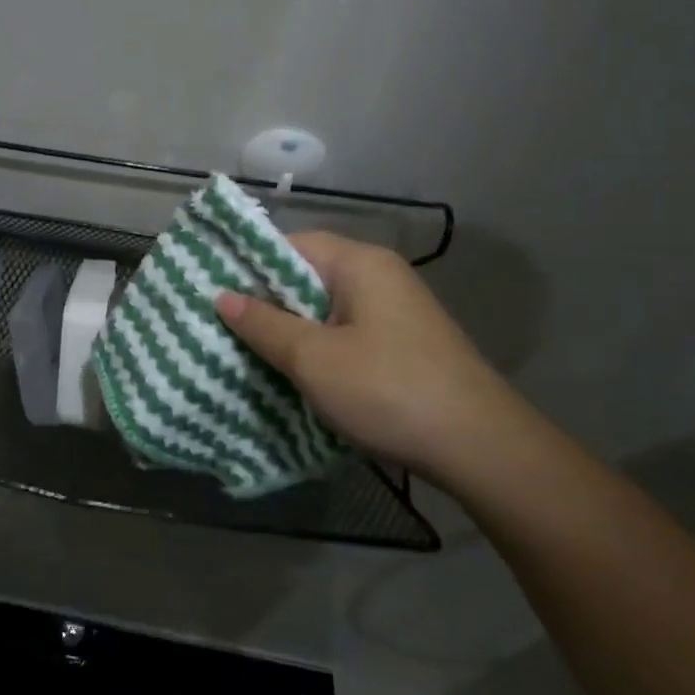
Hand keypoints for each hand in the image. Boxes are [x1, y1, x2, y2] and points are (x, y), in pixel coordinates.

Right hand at [215, 232, 536, 479]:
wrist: (482, 449)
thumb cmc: (388, 390)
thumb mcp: (313, 358)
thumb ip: (263, 324)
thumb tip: (221, 296)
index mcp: (360, 264)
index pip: (290, 245)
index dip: (249, 265)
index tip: (212, 290)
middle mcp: (380, 277)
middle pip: (306, 277)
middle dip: (265, 302)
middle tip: (222, 324)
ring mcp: (395, 312)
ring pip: (324, 309)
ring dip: (289, 329)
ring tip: (247, 350)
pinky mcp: (402, 345)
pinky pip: (344, 333)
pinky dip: (316, 347)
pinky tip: (293, 373)